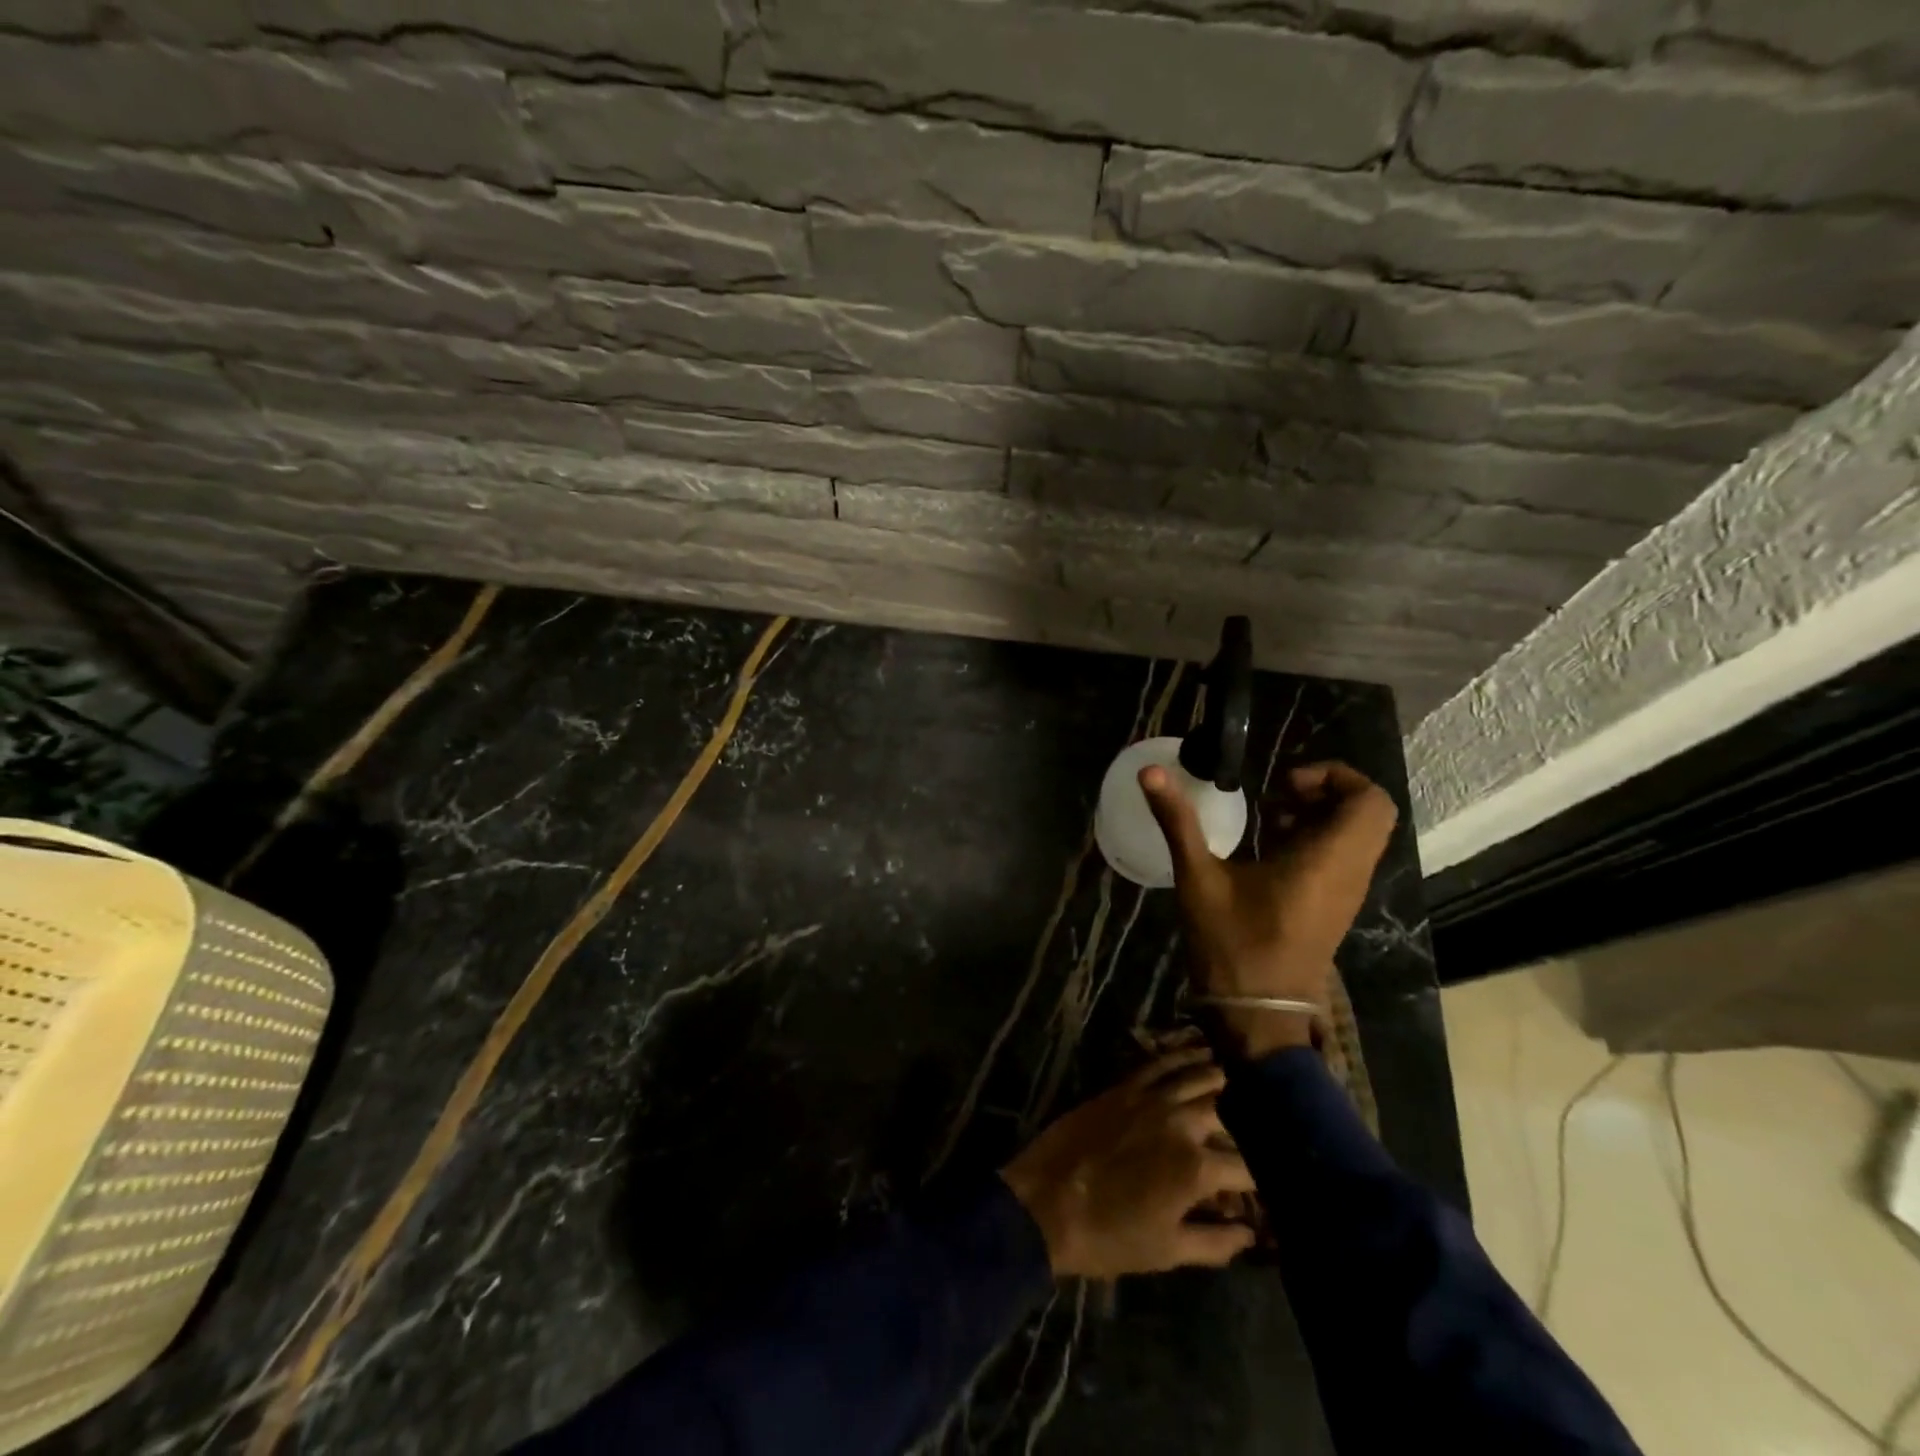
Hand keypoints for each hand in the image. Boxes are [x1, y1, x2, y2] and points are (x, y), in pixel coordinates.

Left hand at [999, 1047, 1256, 1278]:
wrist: (1047, 1204)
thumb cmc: (1109, 1237)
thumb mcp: (1168, 1252)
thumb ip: (1216, 1242)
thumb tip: (1250, 1233)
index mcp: (1196, 1168)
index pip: (1247, 1168)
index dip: (1260, 1181)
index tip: (1264, 1188)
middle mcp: (1180, 1123)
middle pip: (1226, 1115)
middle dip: (1245, 1127)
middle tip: (1256, 1132)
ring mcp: (1150, 1098)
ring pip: (1197, 1077)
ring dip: (1220, 1080)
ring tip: (1237, 1081)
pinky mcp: (1124, 1086)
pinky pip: (1160, 1062)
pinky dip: (1182, 1055)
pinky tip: (1197, 1052)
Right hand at [1140, 760, 1398, 1057]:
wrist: (1257, 1016)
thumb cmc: (1231, 945)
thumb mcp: (1198, 878)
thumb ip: (1177, 821)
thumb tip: (1148, 771)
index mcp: (1327, 860)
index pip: (1370, 800)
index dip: (1335, 777)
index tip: (1283, 783)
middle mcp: (1349, 873)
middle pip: (1368, 814)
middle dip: (1325, 792)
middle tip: (1278, 794)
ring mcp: (1345, 893)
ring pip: (1357, 836)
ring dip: (1319, 816)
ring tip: (1269, 817)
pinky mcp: (1334, 908)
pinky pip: (1342, 858)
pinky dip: (1316, 840)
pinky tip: (1268, 848)